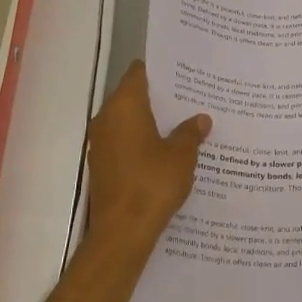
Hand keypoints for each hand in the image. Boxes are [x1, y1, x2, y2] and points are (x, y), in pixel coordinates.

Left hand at [85, 62, 210, 248]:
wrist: (123, 231)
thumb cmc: (153, 183)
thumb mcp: (181, 155)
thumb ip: (190, 133)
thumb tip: (200, 119)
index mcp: (124, 106)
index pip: (138, 73)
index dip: (160, 71)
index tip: (182, 73)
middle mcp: (106, 118)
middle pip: (132, 97)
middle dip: (159, 98)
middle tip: (190, 98)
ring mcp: (101, 143)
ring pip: (128, 122)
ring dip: (151, 122)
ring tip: (182, 124)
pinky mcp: (102, 165)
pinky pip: (124, 143)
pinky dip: (142, 142)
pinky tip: (166, 151)